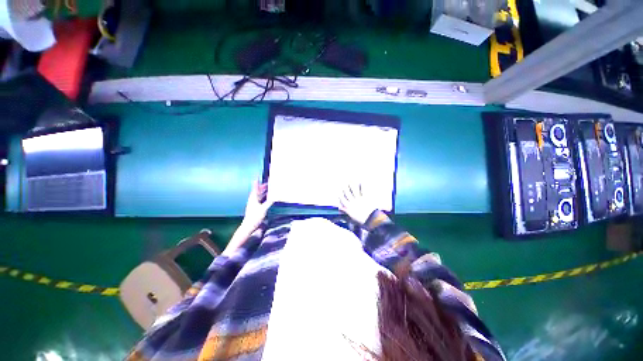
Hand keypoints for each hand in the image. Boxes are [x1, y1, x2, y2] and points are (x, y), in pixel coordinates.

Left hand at [223, 181, 273, 256]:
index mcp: (253, 198)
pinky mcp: (255, 208)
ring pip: (258, 195)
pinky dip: (264, 197)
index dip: (257, 181)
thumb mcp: (263, 209)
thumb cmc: (254, 217)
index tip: (257, 175)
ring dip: (263, 192)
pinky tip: (267, 198)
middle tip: (268, 182)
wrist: (248, 227)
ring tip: (268, 189)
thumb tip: (276, 196)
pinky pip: (260, 200)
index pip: (255, 187)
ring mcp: (253, 204)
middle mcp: (253, 199)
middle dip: (262, 186)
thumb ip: (270, 202)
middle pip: (257, 191)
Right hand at [338, 184, 376, 224]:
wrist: (371, 220)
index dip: (340, 195)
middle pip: (347, 193)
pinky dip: (362, 186)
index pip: (342, 200)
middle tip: (343, 184)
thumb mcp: (351, 216)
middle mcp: (353, 202)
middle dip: (345, 188)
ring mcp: (359, 199)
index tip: (339, 192)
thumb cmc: (361, 220)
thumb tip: (340, 207)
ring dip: (352, 185)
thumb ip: (345, 211)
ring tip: (351, 180)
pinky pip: (363, 191)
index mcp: (349, 207)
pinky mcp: (366, 198)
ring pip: (354, 191)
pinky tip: (361, 182)